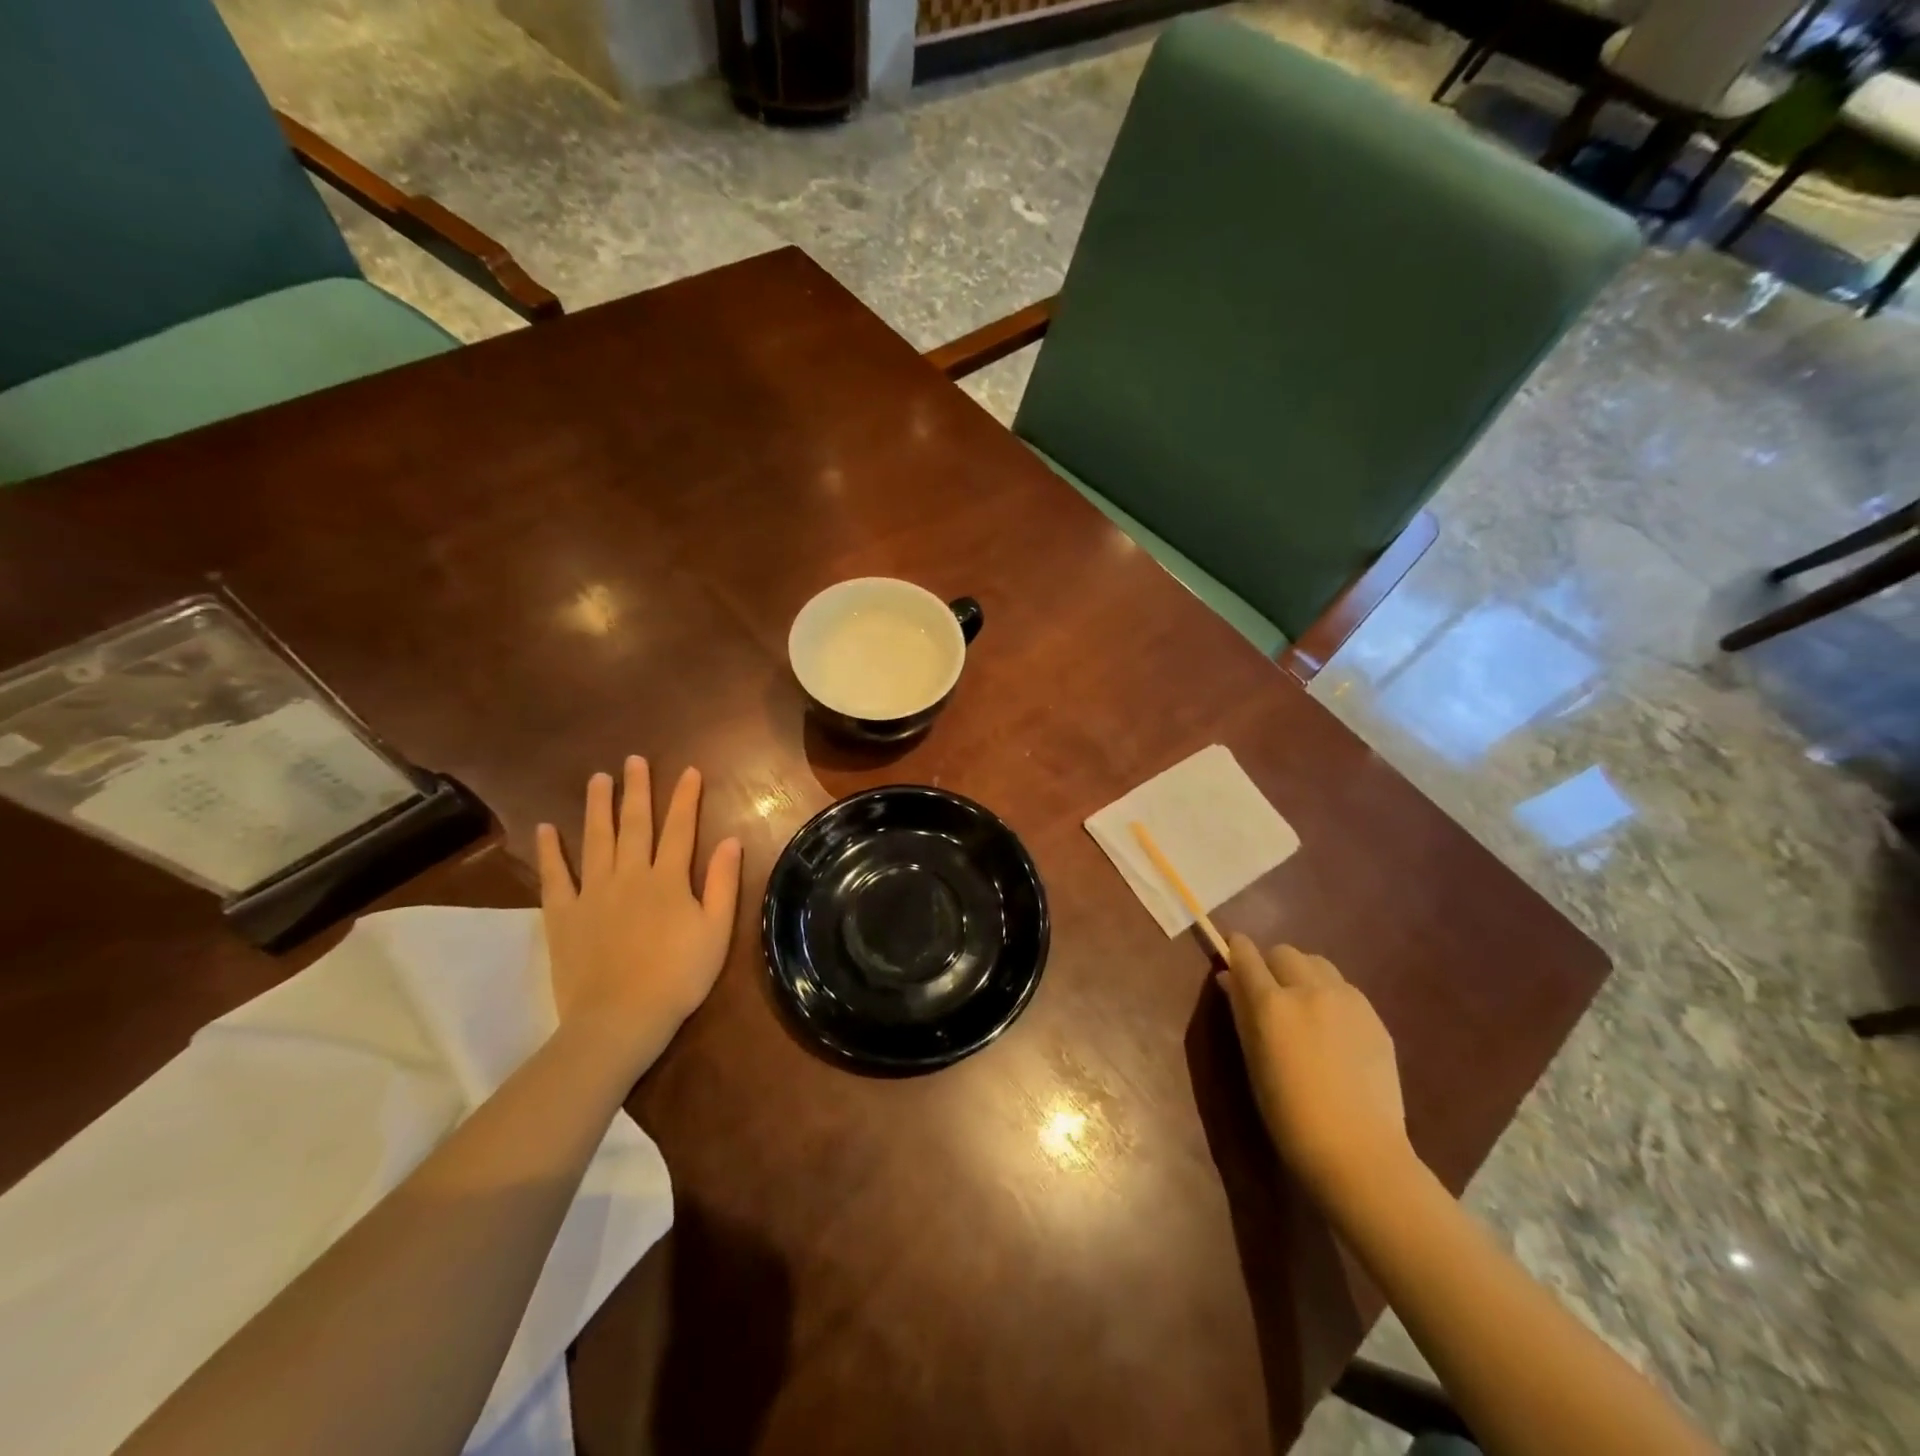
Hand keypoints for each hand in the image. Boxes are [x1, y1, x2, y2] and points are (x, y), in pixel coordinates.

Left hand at [536, 757, 742, 1074]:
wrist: (620, 1018)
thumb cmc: (678, 976)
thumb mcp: (717, 931)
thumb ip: (724, 883)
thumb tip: (732, 840)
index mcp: (669, 879)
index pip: (680, 828)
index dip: (686, 798)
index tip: (689, 771)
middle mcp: (630, 875)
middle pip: (635, 824)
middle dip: (637, 790)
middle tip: (633, 760)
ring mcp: (593, 892)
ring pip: (595, 839)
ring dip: (597, 806)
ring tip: (597, 778)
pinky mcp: (563, 914)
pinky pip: (555, 876)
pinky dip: (550, 851)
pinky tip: (546, 828)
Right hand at [1219, 934, 1408, 1198]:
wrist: (1359, 1151)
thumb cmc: (1289, 1114)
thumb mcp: (1253, 1060)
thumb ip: (1241, 1011)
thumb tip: (1229, 979)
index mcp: (1271, 1003)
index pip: (1246, 955)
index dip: (1236, 950)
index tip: (1233, 955)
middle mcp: (1309, 989)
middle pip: (1284, 952)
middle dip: (1271, 964)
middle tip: (1269, 993)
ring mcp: (1347, 1000)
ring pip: (1317, 964)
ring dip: (1303, 975)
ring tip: (1304, 1007)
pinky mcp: (1374, 1017)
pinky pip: (1344, 989)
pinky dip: (1330, 996)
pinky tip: (1333, 1030)